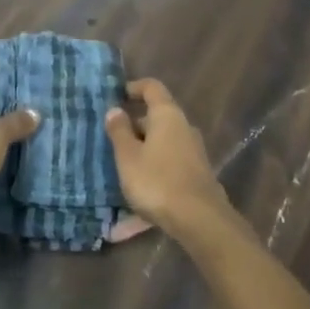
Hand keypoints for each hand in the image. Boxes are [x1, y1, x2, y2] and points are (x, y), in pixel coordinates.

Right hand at [105, 79, 232, 236]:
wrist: (200, 220)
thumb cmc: (157, 181)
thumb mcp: (128, 156)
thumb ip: (119, 131)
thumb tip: (115, 110)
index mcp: (167, 115)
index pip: (152, 88)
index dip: (133, 88)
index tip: (116, 96)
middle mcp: (184, 128)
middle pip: (155, 119)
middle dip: (133, 128)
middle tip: (110, 142)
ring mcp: (193, 153)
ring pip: (161, 145)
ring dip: (141, 154)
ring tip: (119, 171)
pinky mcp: (196, 176)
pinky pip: (167, 168)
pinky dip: (151, 176)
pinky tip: (134, 205)